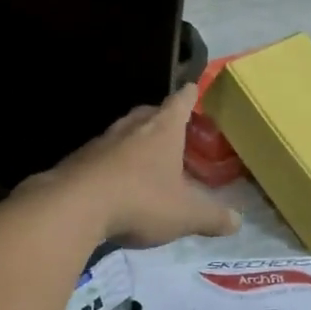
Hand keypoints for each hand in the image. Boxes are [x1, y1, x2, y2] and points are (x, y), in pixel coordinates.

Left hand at [35, 85, 240, 247]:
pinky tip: (117, 184)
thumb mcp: (186, 214)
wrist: (73, 207)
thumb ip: (213, 217)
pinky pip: (102, 157)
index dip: (190, 95)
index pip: (180, 102)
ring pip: (123, 134)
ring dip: (135, 142)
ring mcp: (101, 143)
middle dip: (162, 118)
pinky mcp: (77, 162)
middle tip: (173, 129)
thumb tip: (237, 221)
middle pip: (149, 113)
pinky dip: (113, 165)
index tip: (194, 88)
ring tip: (146, 158)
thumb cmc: (141, 200)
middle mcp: (131, 128)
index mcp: (162, 130)